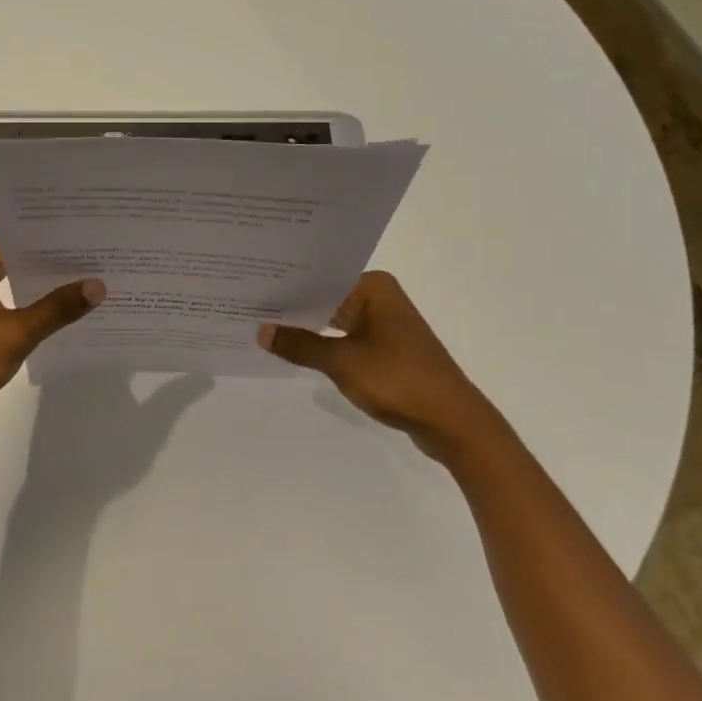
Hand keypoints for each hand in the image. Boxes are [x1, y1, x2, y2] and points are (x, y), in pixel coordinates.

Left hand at [0, 234, 104, 455]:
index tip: (90, 235)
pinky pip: (3, 297)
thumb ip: (57, 308)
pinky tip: (59, 308)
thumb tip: (98, 285)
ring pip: (9, 276)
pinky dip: (27, 300)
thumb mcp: (16, 334)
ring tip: (87, 277)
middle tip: (97, 255)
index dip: (53, 236)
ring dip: (41, 281)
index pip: (16, 235)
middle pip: (14, 253)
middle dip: (52, 258)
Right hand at [257, 271, 502, 463]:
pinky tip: (294, 350)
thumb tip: (261, 331)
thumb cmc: (399, 380)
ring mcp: (384, 324)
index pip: (320, 277)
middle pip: (327, 297)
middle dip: (293, 306)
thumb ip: (300, 345)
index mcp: (374, 287)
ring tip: (263, 326)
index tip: (251, 285)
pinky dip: (323, 344)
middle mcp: (380, 298)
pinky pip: (345, 338)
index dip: (286, 284)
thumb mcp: (342, 362)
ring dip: (307, 328)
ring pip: (335, 319)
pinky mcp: (386, 349)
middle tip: (248, 304)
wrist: (453, 423)